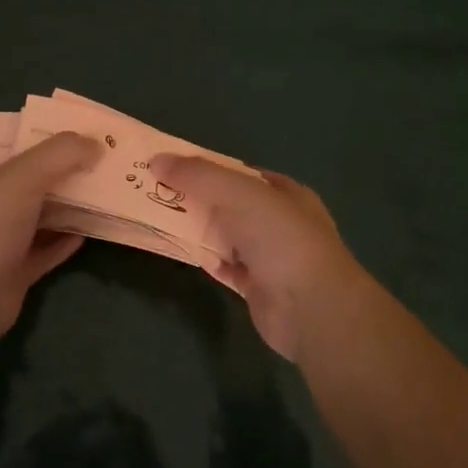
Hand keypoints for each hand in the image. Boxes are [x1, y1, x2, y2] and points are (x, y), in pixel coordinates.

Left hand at [0, 131, 103, 343]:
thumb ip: (60, 154)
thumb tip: (95, 144)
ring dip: (68, 212)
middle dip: (63, 181)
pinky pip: (45, 253)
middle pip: (32, 191)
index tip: (82, 146)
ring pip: (40, 223)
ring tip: (103, 200)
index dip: (49, 151)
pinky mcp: (14, 276)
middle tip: (100, 172)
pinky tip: (87, 235)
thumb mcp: (23, 176)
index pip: (16, 161)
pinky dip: (64, 243)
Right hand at [151, 155, 379, 362]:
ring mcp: (270, 256)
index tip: (175, 166)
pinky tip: (183, 251)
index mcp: (285, 193)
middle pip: (231, 204)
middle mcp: (280, 222)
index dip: (210, 167)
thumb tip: (157, 160)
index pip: (242, 173)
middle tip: (159, 191)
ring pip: (226, 235)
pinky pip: (225, 266)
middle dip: (199, 198)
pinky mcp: (257, 287)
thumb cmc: (280, 239)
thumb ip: (198, 175)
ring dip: (199, 229)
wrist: (310, 307)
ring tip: (161, 217)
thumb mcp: (239, 193)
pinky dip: (206, 258)